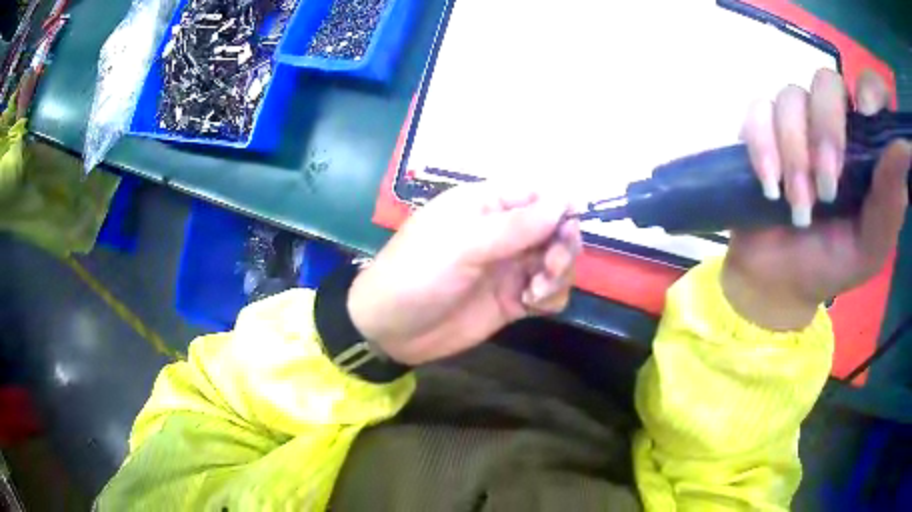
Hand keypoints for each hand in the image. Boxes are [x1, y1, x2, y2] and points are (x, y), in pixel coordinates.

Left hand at [347, 183, 580, 364]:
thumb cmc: (418, 274)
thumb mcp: (463, 244)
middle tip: (551, 265)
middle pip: (555, 228)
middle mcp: (504, 232)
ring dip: (559, 273)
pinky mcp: (512, 299)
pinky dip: (551, 296)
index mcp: (487, 204)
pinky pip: (548, 292)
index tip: (571, 227)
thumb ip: (516, 225)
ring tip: (536, 290)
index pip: (538, 193)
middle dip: (563, 245)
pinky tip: (533, 304)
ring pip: (557, 260)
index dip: (561, 205)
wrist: (390, 330)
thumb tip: (564, 198)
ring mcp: (510, 266)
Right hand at [729, 69, 911, 330]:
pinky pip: (757, 112)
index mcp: (867, 146)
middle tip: (826, 189)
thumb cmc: (833, 264)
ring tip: (798, 206)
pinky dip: (762, 148)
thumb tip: (907, 148)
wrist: (780, 281)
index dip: (870, 87)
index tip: (866, 112)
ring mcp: (797, 122)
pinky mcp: (763, 129)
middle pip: (827, 81)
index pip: (872, 88)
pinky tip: (769, 186)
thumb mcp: (872, 245)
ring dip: (794, 155)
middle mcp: (835, 123)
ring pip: (790, 97)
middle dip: (826, 130)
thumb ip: (892, 200)